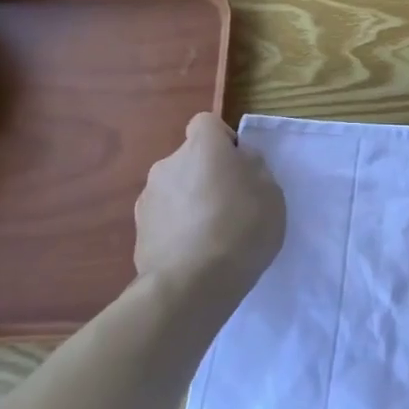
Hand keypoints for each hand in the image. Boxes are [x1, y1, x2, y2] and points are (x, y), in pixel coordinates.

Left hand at [134, 114, 286, 302]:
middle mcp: (168, 164)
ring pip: (174, 190)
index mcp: (202, 147)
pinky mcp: (137, 233)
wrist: (192, 285)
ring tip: (210, 236)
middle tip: (229, 205)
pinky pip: (163, 220)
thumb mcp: (271, 192)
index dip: (222, 141)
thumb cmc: (241, 228)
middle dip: (205, 175)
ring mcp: (147, 199)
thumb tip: (238, 162)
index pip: (206, 123)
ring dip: (188, 203)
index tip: (238, 167)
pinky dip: (176, 229)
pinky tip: (193, 255)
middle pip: (189, 159)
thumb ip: (253, 168)